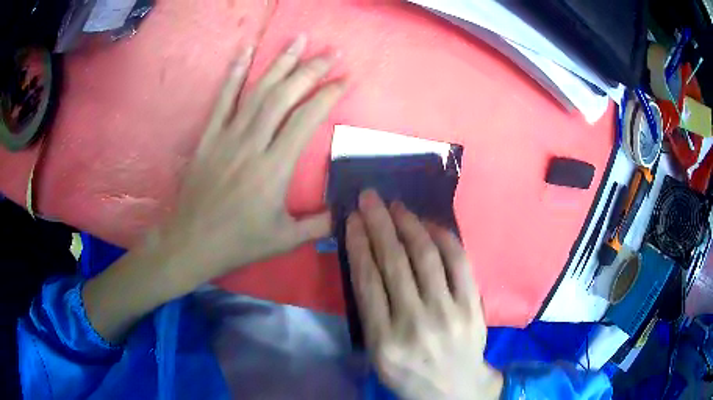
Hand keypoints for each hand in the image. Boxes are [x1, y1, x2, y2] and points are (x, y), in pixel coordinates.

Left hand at [161, 36, 345, 288]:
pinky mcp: (209, 136)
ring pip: (257, 91)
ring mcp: (227, 136)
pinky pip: (222, 99)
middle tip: (330, 51)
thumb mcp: (284, 239)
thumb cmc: (238, 242)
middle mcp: (252, 143)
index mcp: (274, 168)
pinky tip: (245, 51)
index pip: (305, 119)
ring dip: (280, 63)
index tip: (345, 79)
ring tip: (298, 40)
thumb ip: (319, 224)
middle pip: (284, 96)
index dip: (327, 95)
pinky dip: (234, 73)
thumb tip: (348, 212)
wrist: (191, 242)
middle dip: (310, 70)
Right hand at [346, 190, 502, 399]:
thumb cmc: (409, 374)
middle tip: (370, 198)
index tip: (352, 219)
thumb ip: (371, 315)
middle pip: (394, 262)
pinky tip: (430, 225)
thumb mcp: (378, 356)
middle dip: (379, 223)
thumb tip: (367, 264)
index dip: (358, 244)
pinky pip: (459, 263)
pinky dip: (444, 238)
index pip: (367, 281)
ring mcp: (448, 313)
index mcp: (384, 340)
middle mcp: (415, 323)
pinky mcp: (472, 306)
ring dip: (409, 224)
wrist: (456, 389)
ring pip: (426, 256)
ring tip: (397, 206)